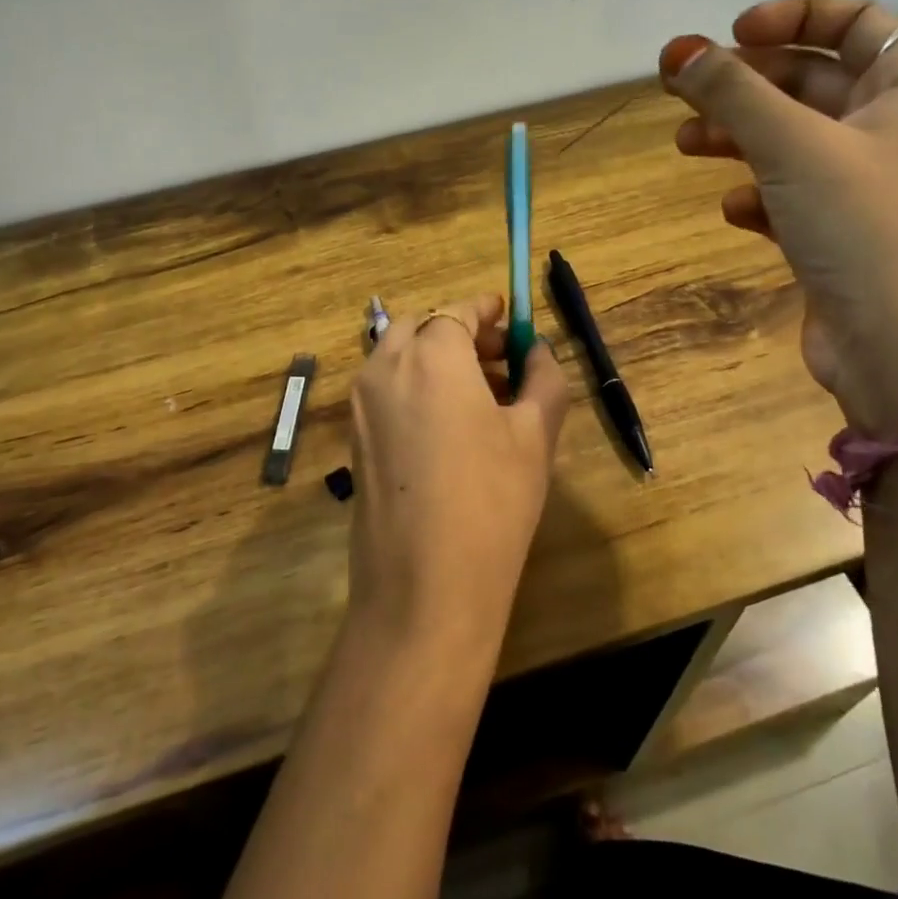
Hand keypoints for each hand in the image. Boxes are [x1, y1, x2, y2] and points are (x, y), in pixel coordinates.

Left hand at [348, 293, 571, 657]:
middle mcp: (385, 368)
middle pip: (421, 329)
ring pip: (398, 358)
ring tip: (482, 395)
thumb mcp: (535, 435)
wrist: (422, 588)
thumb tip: (538, 349)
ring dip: (436, 359)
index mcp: (431, 355)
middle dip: (460, 333)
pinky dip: (415, 387)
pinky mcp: (353, 438)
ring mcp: (361, 404)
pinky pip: (385, 391)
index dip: (485, 310)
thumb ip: (543, 378)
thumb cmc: (492, 501)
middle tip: (500, 359)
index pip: (456, 311)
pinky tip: (449, 426)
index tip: (509, 315)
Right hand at [660, 0, 897, 435]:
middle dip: (745, 84)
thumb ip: (732, 92)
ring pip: (793, 141)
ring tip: (685, 145)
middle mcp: (895, 129)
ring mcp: (868, 186)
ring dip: (738, 136)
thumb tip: (677, 50)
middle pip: (811, 82)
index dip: (791, 16)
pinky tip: (732, 209)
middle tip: (682, 92)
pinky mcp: (842, 234)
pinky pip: (791, 195)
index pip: (854, 21)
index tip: (732, 35)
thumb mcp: (792, 146)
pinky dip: (758, 193)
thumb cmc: (862, 227)